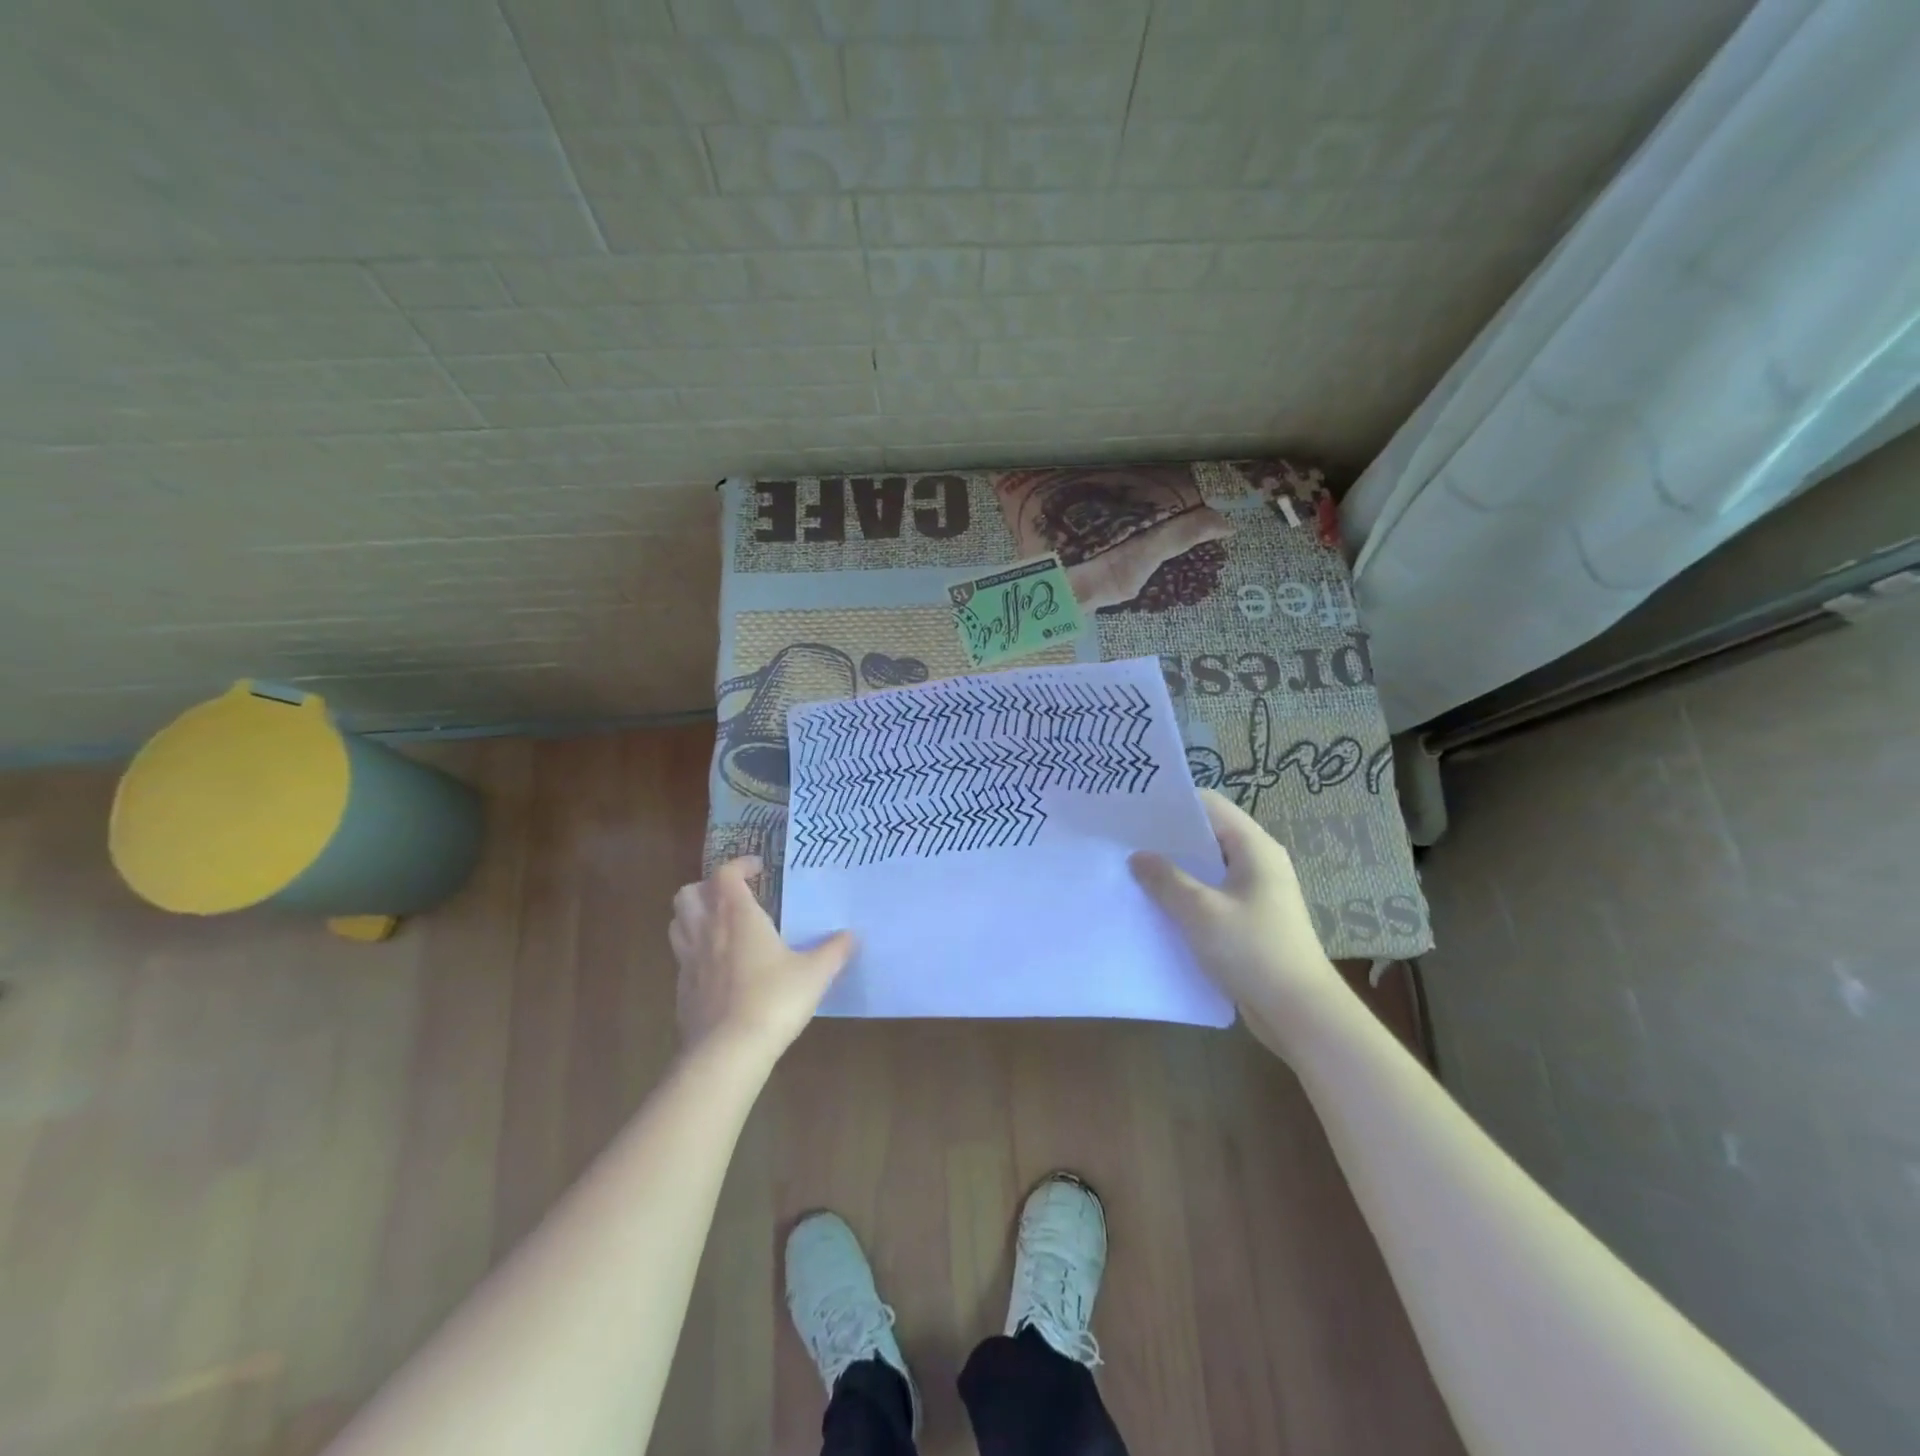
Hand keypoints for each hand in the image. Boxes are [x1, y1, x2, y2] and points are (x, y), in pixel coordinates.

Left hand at [669, 857, 854, 1060]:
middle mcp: (707, 931)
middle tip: (733, 897)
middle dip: (708, 888)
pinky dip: (695, 951)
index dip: (740, 865)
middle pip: (689, 893)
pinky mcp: (681, 990)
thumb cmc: (774, 1001)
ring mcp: (688, 961)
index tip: (759, 868)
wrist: (727, 1052)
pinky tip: (718, 967)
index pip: (726, 874)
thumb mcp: (814, 974)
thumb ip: (834, 951)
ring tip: (720, 926)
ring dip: (695, 916)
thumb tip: (851, 935)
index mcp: (737, 917)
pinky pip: (681, 957)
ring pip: (678, 922)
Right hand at [1129, 789, 1344, 1041]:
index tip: (1134, 809)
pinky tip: (1157, 905)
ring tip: (1133, 870)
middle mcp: (1258, 862)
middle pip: (1208, 835)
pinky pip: (1212, 895)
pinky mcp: (1250, 919)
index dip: (1173, 804)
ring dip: (1175, 869)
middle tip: (1124, 840)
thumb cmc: (1253, 950)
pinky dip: (1187, 895)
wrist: (1300, 1013)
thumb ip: (1166, 879)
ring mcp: (1256, 892)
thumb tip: (1138, 856)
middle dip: (1168, 838)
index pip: (1210, 805)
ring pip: (1208, 868)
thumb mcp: (1200, 912)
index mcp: (1254, 848)